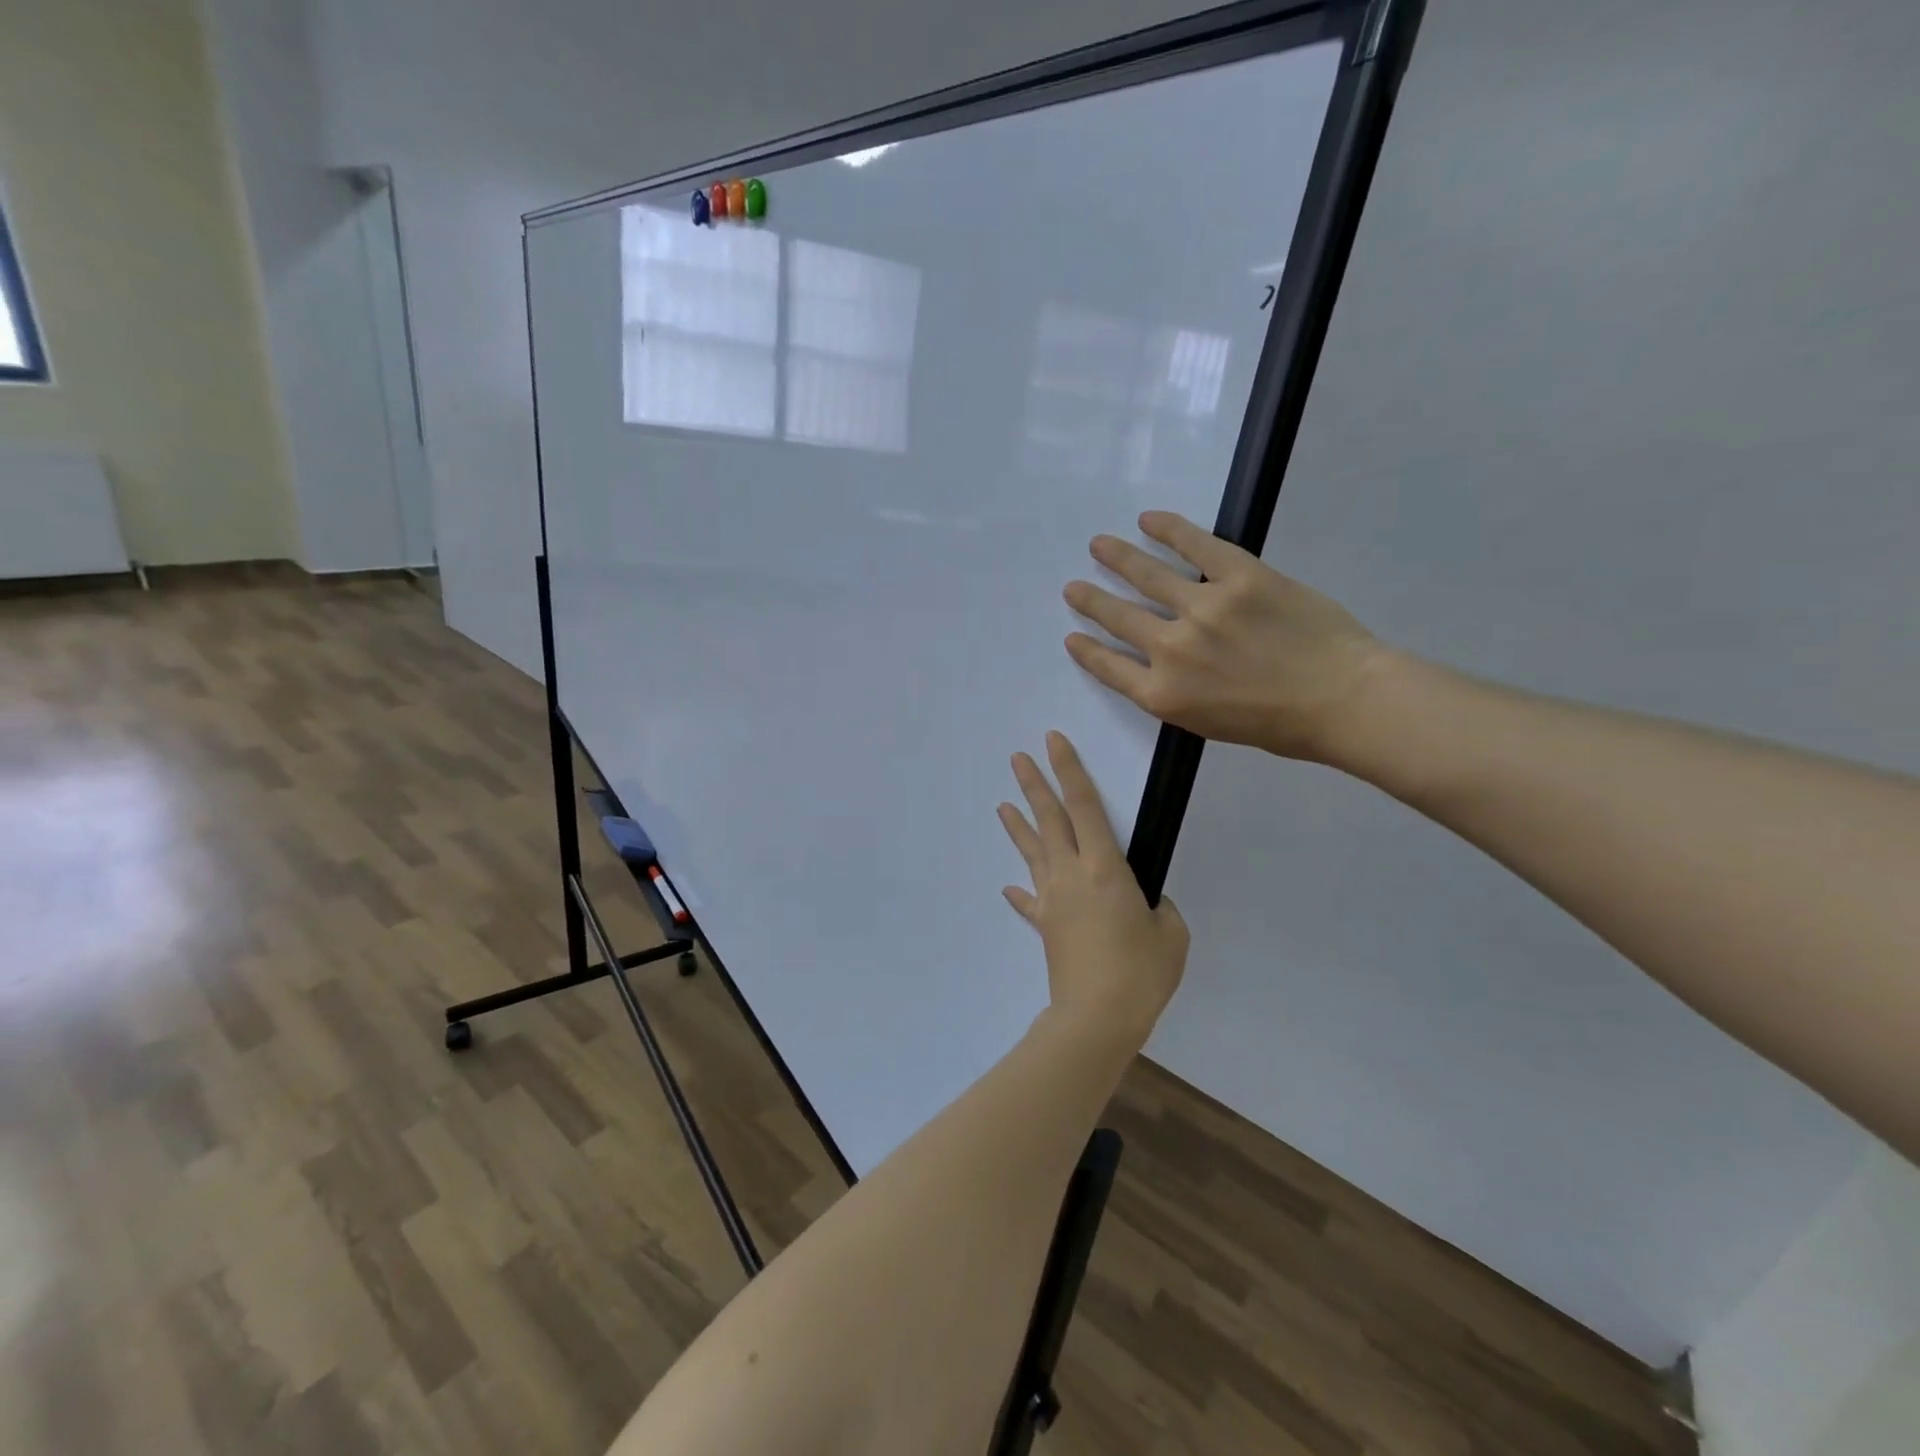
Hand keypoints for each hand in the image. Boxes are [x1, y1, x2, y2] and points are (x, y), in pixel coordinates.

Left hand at [998, 732, 1188, 1049]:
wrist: (1097, 1017)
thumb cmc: (1141, 971)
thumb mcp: (1170, 934)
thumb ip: (1158, 908)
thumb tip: (1142, 904)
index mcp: (1104, 867)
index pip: (1085, 806)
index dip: (1069, 770)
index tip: (1053, 742)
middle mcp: (1071, 874)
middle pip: (1050, 820)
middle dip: (1034, 785)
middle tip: (1018, 758)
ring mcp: (1053, 900)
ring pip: (1033, 852)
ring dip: (1018, 827)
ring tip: (1002, 804)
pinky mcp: (1046, 926)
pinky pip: (1031, 902)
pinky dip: (1022, 893)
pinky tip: (1010, 887)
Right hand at [1063, 511, 1387, 764]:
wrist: (1342, 700)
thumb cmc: (1280, 725)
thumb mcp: (1210, 724)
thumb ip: (1176, 694)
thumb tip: (1161, 664)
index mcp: (1164, 694)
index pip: (1109, 667)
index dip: (1087, 650)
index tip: (1072, 636)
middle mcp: (1171, 649)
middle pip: (1119, 618)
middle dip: (1091, 602)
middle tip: (1073, 588)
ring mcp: (1204, 608)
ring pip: (1147, 576)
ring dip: (1117, 559)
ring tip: (1099, 546)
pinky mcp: (1239, 576)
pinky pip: (1196, 545)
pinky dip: (1169, 529)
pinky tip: (1148, 521)